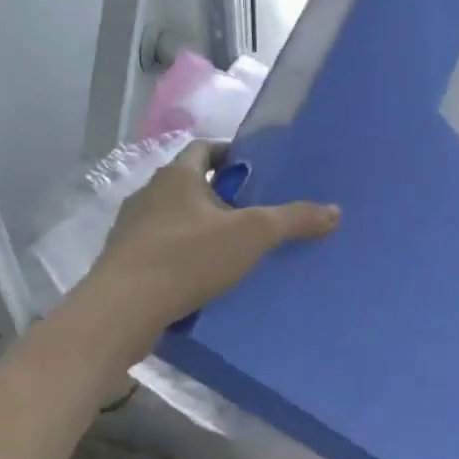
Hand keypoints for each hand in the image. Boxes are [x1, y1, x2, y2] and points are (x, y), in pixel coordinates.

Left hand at [89, 140, 339, 335]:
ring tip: (232, 249)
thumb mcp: (251, 235)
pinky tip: (202, 277)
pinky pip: (161, 248)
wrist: (123, 309)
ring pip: (175, 218)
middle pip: (191, 185)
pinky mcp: (124, 260)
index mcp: (177, 176)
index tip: (256, 172)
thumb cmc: (187, 258)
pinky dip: (183, 255)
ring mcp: (131, 228)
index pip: (205, 149)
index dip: (231, 155)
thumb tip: (335, 211)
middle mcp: (149, 194)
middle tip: (254, 214)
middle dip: (221, 196)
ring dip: (201, 227)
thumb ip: (293, 220)